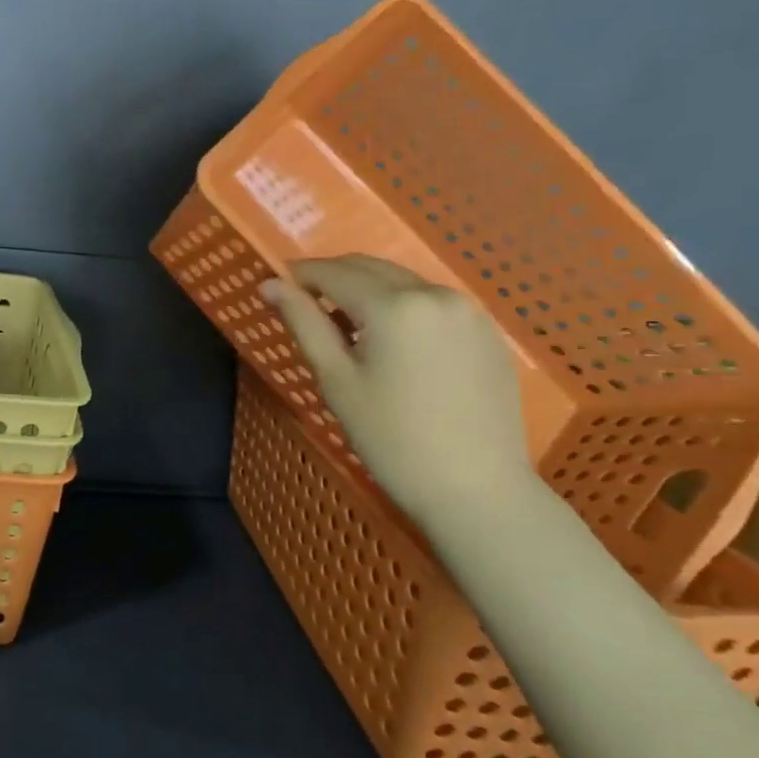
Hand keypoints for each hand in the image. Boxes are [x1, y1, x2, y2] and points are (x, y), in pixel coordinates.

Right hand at [258, 255, 536, 524]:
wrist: (476, 489)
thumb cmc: (391, 438)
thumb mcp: (336, 379)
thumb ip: (303, 323)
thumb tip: (270, 284)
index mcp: (394, 306)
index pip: (335, 273)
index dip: (302, 275)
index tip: (279, 286)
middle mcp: (435, 294)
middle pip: (372, 268)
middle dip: (334, 277)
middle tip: (307, 304)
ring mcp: (468, 312)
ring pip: (404, 282)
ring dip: (370, 290)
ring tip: (348, 326)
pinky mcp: (488, 333)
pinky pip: (434, 303)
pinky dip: (403, 307)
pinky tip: (393, 343)